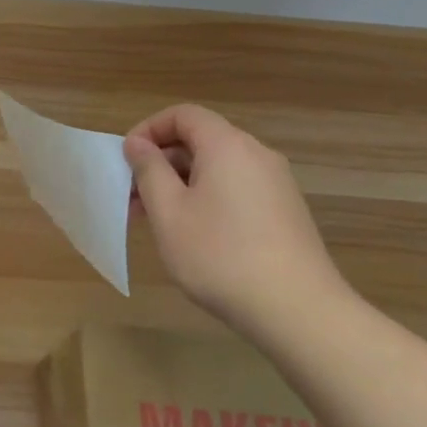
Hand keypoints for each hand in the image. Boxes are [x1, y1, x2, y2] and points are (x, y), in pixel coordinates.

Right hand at [123, 104, 353, 335]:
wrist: (298, 311)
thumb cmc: (220, 255)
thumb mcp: (169, 212)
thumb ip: (149, 170)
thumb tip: (137, 144)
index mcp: (227, 146)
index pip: (183, 115)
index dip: (149, 130)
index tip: (127, 161)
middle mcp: (256, 155)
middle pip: (200, 140)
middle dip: (161, 162)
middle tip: (133, 197)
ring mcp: (276, 184)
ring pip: (217, 168)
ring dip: (181, 184)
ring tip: (158, 221)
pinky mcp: (285, 212)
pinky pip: (236, 188)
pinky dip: (207, 198)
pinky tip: (194, 235)